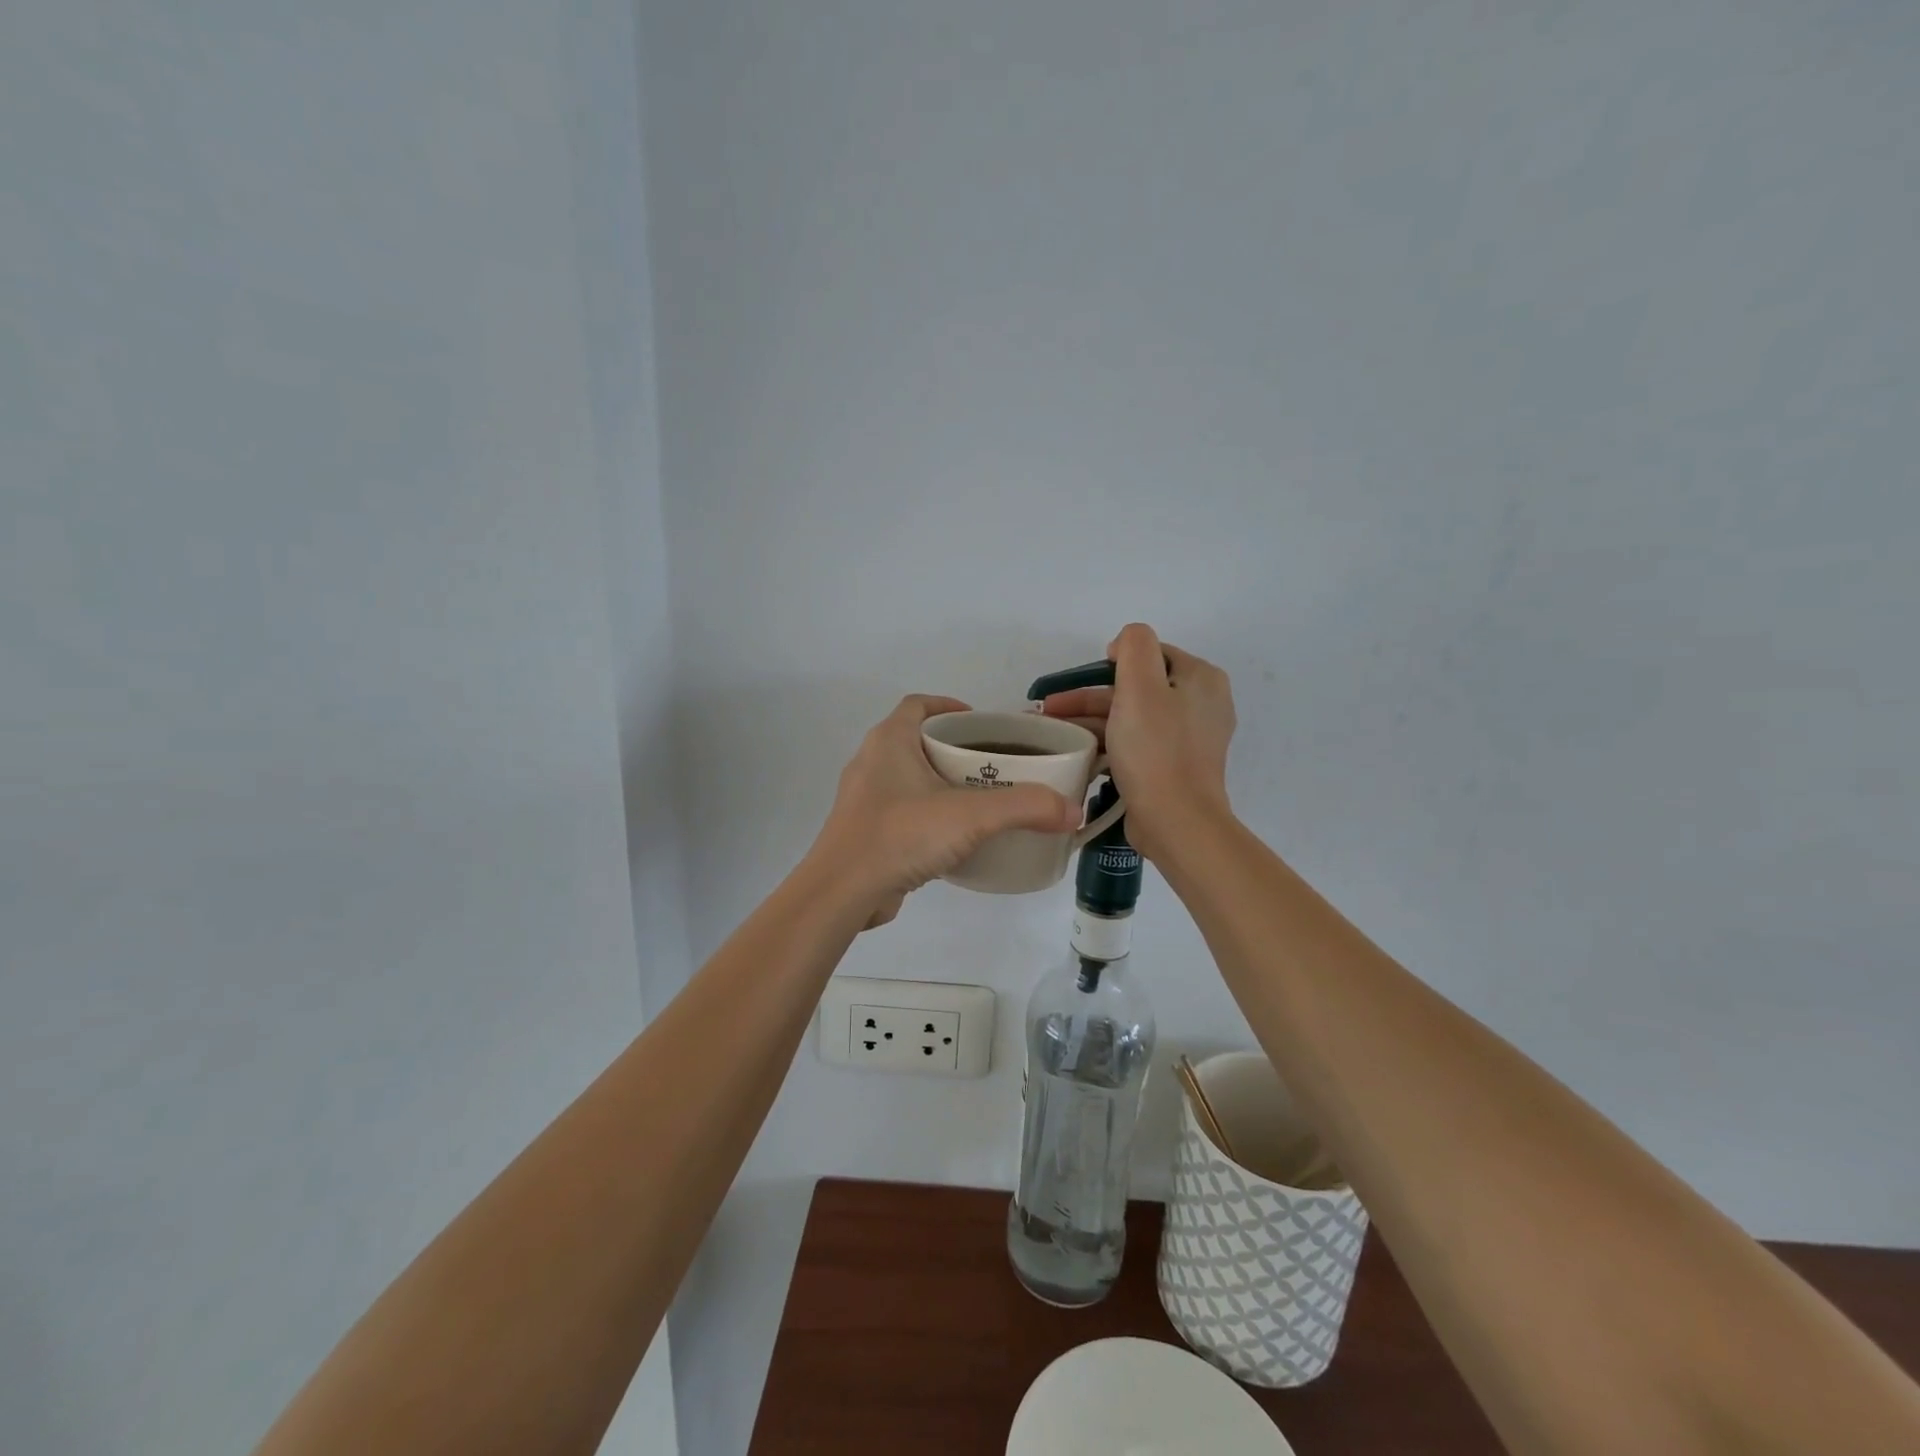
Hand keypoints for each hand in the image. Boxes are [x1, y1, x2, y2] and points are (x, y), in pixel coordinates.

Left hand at [810, 695, 1081, 928]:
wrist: (842, 892)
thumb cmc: (901, 835)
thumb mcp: (971, 816)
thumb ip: (1025, 808)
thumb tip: (1073, 811)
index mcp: (889, 740)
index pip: (919, 704)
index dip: (950, 707)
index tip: (983, 724)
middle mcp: (872, 762)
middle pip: (918, 740)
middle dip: (955, 749)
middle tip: (995, 766)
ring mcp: (864, 799)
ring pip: (909, 778)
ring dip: (942, 783)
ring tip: (982, 800)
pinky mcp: (865, 831)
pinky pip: (903, 811)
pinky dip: (929, 814)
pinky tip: (955, 837)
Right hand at [1038, 624, 1235, 862]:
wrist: (1175, 822)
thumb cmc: (1155, 750)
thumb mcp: (1140, 685)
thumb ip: (1134, 647)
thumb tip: (1123, 645)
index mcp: (1201, 679)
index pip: (1150, 654)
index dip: (1111, 662)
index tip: (1077, 681)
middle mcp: (1201, 704)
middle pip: (1137, 687)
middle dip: (1090, 696)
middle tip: (1050, 709)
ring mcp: (1189, 739)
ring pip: (1132, 716)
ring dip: (1092, 720)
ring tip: (1053, 731)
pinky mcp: (1174, 767)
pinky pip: (1137, 743)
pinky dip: (1108, 742)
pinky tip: (1078, 751)